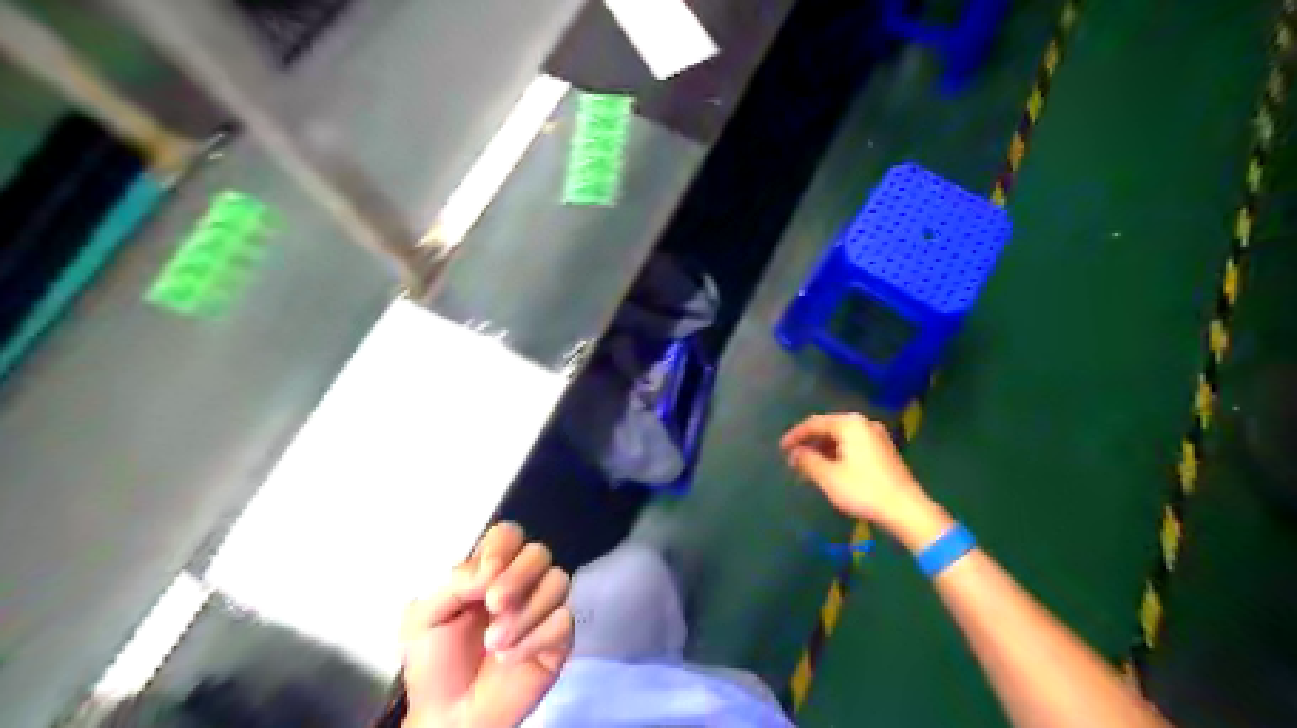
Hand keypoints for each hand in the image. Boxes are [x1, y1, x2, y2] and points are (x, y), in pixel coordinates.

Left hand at [400, 522, 569, 727]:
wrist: (448, 719)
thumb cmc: (434, 665)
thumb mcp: (425, 618)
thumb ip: (454, 583)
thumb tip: (490, 569)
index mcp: (489, 571)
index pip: (509, 535)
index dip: (502, 546)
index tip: (484, 575)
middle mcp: (521, 582)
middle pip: (539, 552)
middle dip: (518, 576)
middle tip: (493, 604)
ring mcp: (543, 608)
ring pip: (559, 581)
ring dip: (525, 612)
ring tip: (495, 644)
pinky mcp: (559, 638)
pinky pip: (564, 621)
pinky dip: (535, 639)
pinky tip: (510, 658)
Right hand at [778, 411, 945, 543]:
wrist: (906, 510)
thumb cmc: (863, 490)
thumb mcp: (828, 477)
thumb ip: (807, 461)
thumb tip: (795, 453)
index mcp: (850, 424)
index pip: (814, 423)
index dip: (795, 435)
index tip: (781, 449)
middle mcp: (864, 424)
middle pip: (829, 428)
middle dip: (810, 443)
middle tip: (794, 459)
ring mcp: (877, 437)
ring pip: (841, 439)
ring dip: (823, 451)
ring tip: (809, 467)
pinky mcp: (884, 451)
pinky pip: (853, 446)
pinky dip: (838, 455)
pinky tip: (830, 470)